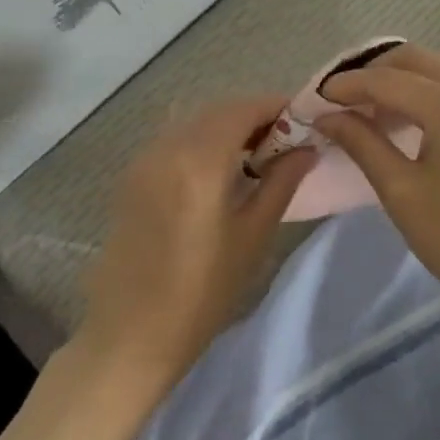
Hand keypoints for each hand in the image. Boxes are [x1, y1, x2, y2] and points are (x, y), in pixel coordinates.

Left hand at [74, 95, 316, 399]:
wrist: (132, 332)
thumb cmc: (203, 292)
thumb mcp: (253, 236)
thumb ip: (281, 182)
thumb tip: (308, 148)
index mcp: (200, 159)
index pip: (245, 108)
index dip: (278, 108)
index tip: (305, 123)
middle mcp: (168, 146)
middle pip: (219, 110)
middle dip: (255, 116)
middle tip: (287, 142)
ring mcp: (145, 158)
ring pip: (195, 122)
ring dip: (228, 127)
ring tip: (258, 156)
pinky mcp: (132, 176)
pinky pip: (175, 140)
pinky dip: (203, 141)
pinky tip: (220, 171)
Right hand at [313, 45, 439, 322]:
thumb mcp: (402, 192)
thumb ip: (362, 143)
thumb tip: (327, 115)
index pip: (386, 80)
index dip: (345, 86)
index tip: (313, 99)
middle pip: (412, 59)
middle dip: (371, 74)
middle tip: (338, 103)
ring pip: (435, 67)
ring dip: (398, 79)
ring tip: (366, 111)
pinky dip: (425, 89)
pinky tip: (405, 116)